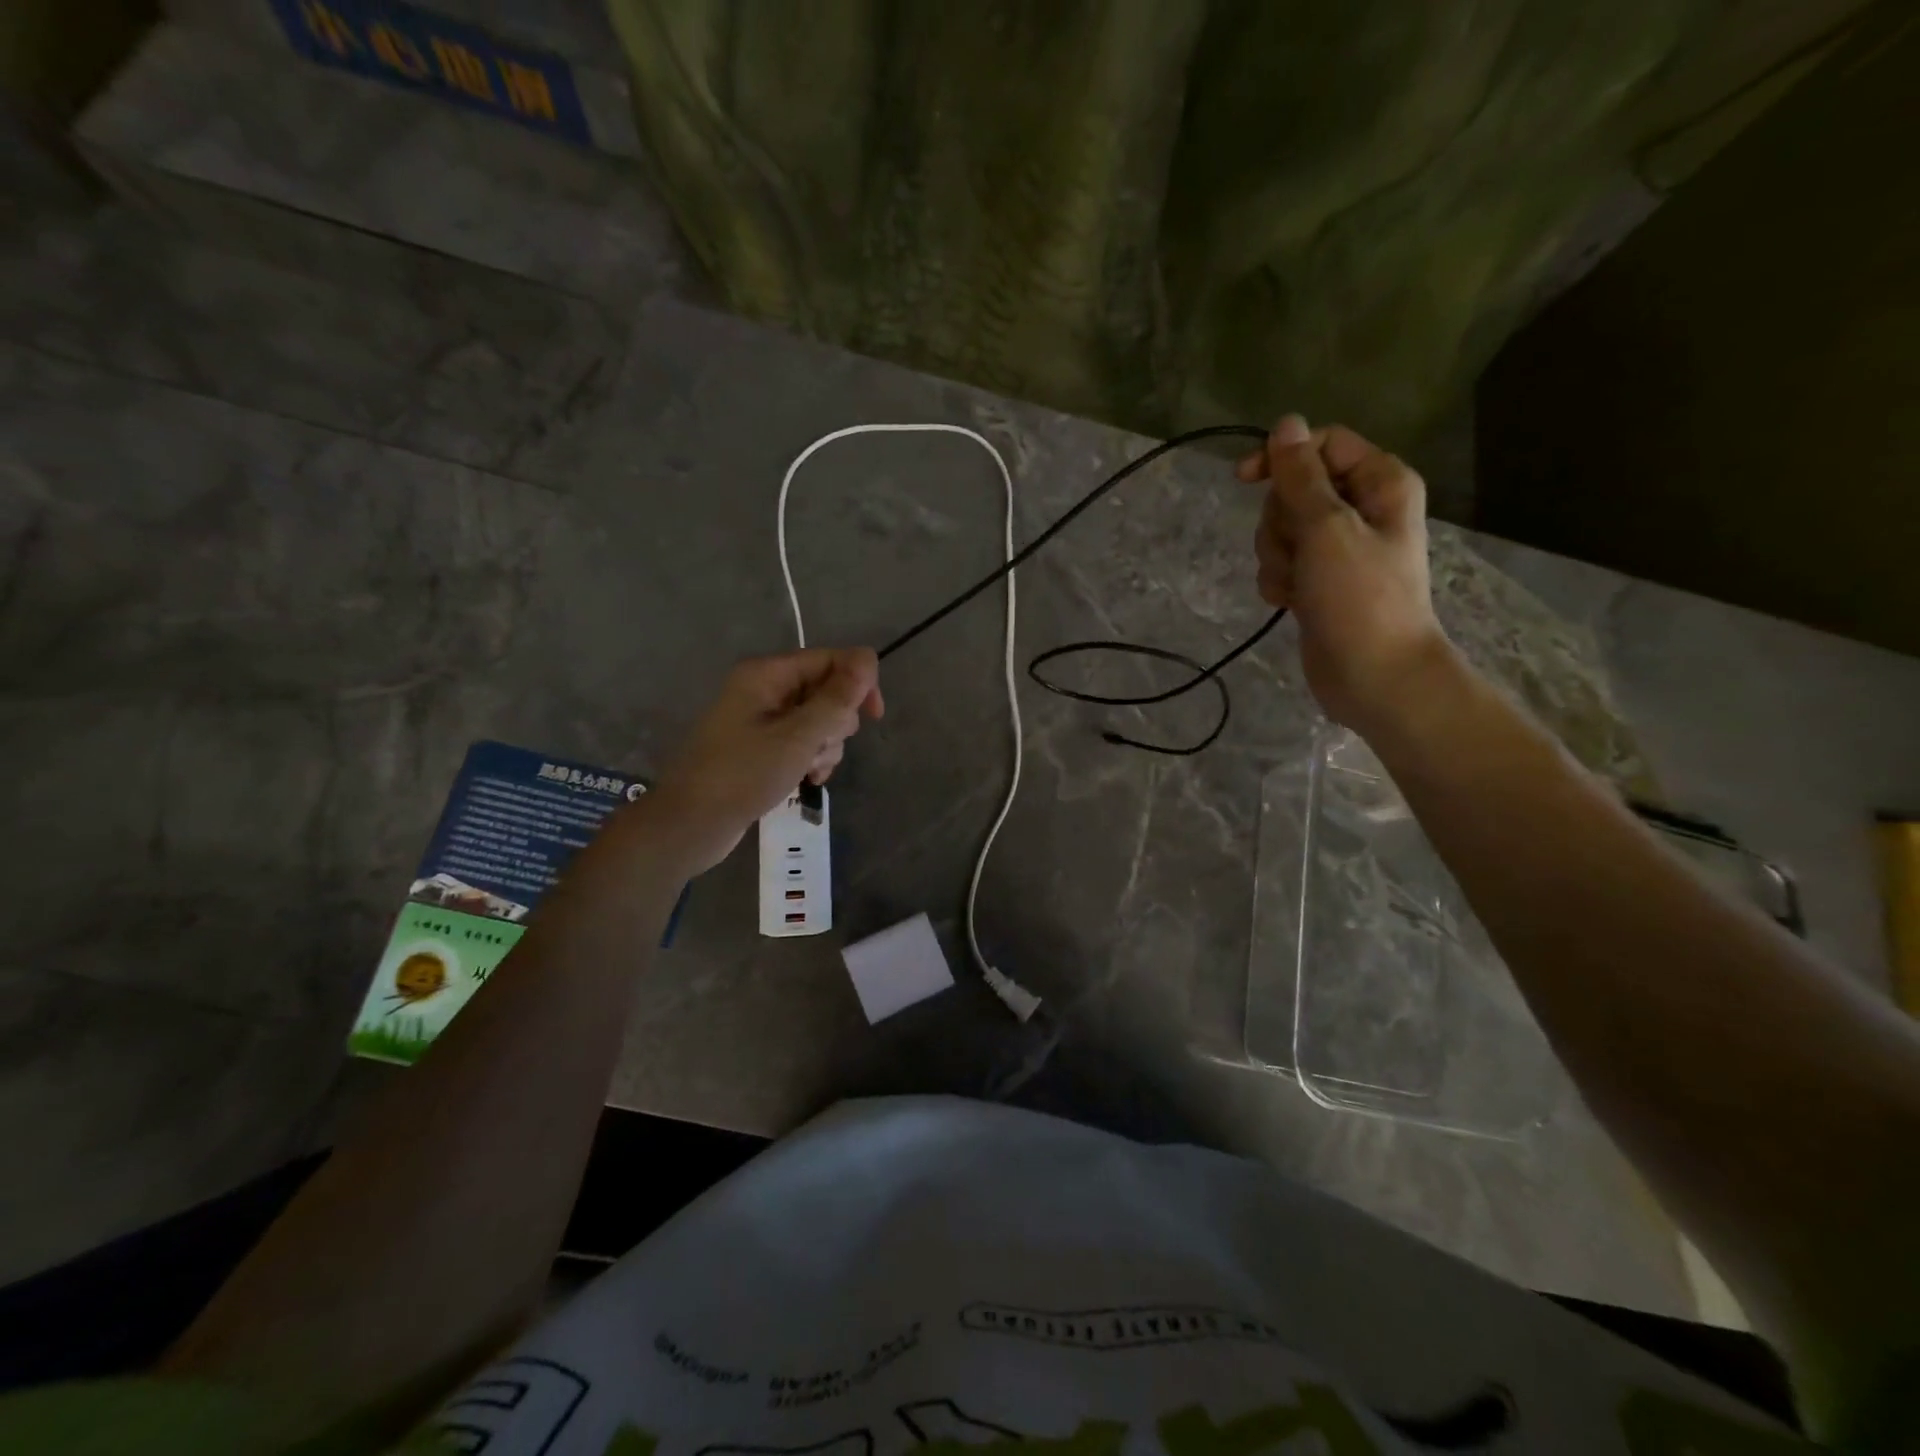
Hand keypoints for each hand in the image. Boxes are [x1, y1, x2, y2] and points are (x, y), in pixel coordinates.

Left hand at [648, 648, 883, 872]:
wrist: (691, 824)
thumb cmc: (743, 775)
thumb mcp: (798, 737)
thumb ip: (836, 699)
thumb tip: (868, 658)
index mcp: (767, 674)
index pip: (830, 660)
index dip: (858, 682)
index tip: (875, 716)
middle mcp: (766, 689)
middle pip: (827, 691)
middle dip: (836, 722)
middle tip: (818, 749)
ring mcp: (764, 720)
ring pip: (820, 721)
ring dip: (825, 747)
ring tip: (808, 770)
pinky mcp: (763, 747)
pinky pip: (804, 743)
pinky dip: (812, 759)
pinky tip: (805, 780)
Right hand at [1237, 415, 1452, 733]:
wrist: (1373, 674)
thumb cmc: (1360, 598)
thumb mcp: (1327, 528)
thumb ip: (1300, 477)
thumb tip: (1285, 424)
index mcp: (1379, 482)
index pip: (1322, 445)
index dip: (1282, 458)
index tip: (1244, 479)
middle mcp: (1360, 508)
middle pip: (1294, 489)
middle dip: (1281, 521)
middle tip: (1298, 551)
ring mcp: (1336, 548)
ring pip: (1280, 530)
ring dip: (1276, 556)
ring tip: (1297, 584)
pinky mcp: (1317, 581)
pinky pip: (1280, 564)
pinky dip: (1279, 581)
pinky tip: (1291, 602)